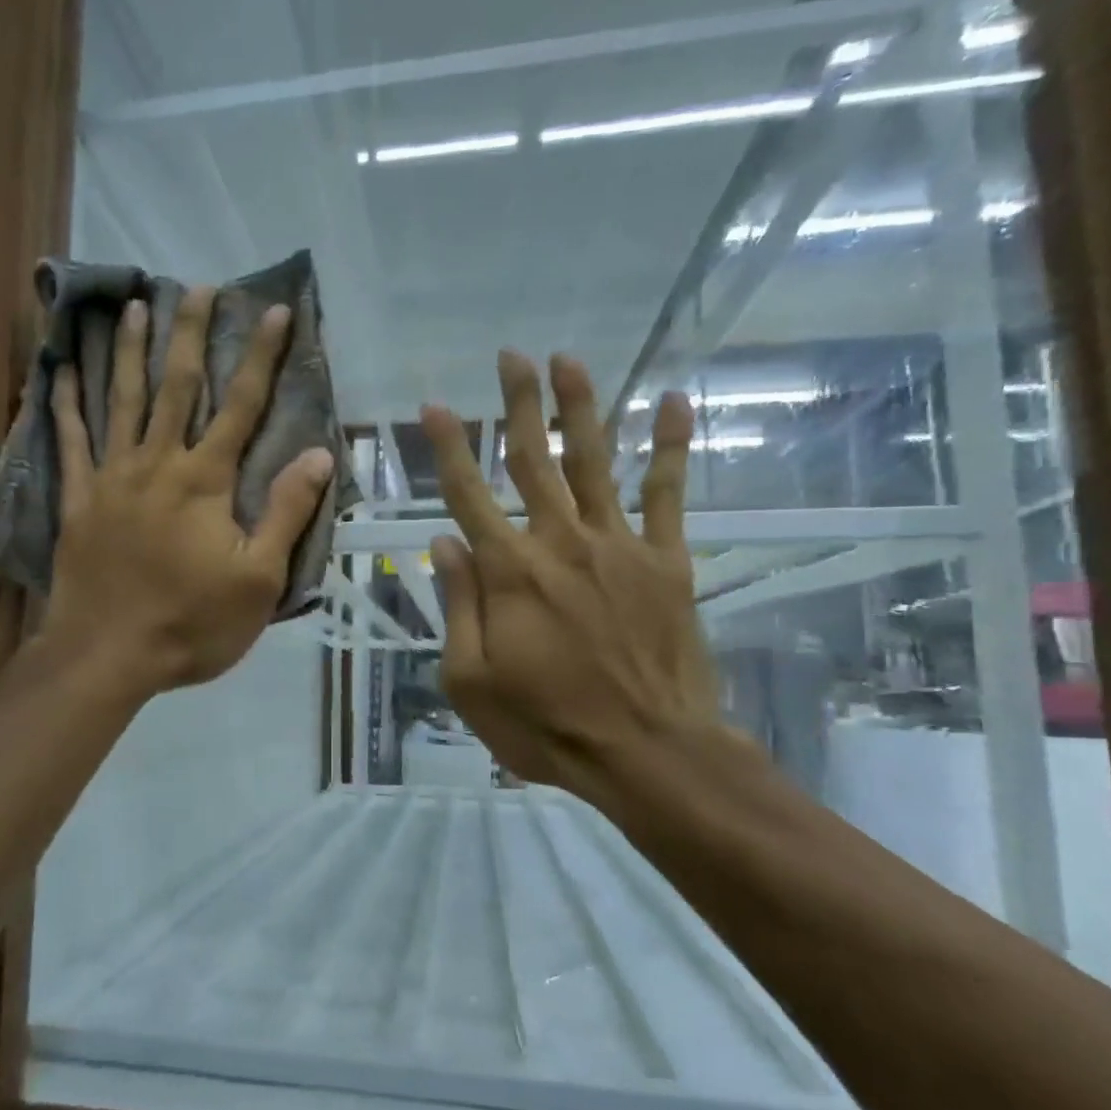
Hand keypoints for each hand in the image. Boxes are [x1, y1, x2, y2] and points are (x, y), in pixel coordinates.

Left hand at [41, 286, 335, 697]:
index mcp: (204, 481)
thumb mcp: (258, 580)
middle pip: (176, 387)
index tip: (274, 311)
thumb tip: (318, 454)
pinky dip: (64, 406)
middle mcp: (156, 464)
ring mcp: (110, 479)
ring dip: (131, 352)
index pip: (241, 406)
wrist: (107, 657)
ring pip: (121, 401)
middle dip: (190, 334)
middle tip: (197, 287)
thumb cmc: (191, 624)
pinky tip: (60, 373)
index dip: (261, 357)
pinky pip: (68, 443)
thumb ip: (285, 513)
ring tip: (134, 306)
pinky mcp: (77, 501)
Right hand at [422, 351, 722, 799]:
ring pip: (595, 462)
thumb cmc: (546, 724)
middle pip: (534, 461)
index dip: (449, 448)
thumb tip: (443, 542)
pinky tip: (675, 402)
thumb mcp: (471, 680)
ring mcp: (619, 547)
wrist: (648, 752)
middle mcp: (560, 543)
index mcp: (509, 573)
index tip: (435, 406)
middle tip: (510, 356)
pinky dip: (673, 447)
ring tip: (569, 360)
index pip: (468, 495)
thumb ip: (458, 605)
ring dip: (581, 407)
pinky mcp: (666, 562)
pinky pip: (667, 495)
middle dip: (519, 405)